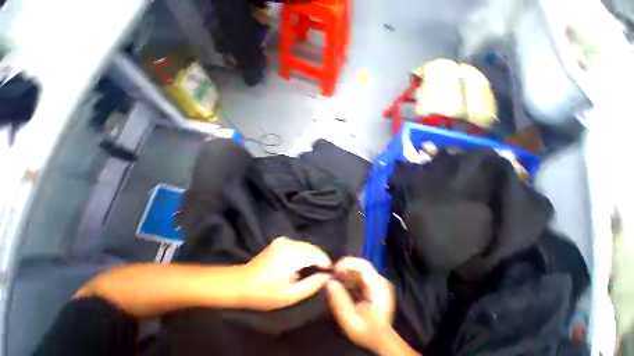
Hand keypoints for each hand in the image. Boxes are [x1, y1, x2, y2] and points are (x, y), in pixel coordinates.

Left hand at [240, 237, 331, 310]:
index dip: (325, 260)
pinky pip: (299, 244)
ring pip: (306, 244)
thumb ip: (311, 285)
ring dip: (312, 254)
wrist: (242, 282)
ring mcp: (283, 240)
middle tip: (324, 269)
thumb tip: (326, 276)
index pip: (314, 254)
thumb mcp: (290, 296)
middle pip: (311, 247)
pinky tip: (303, 261)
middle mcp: (288, 243)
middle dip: (320, 257)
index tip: (331, 270)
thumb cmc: (265, 293)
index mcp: (290, 256)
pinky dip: (305, 251)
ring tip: (316, 266)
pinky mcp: (280, 240)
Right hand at [326, 257, 394, 352]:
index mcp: (379, 288)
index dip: (348, 263)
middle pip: (361, 266)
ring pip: (360, 269)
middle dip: (345, 268)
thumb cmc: (367, 332)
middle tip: (333, 276)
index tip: (335, 269)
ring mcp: (378, 282)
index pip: (363, 266)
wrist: (381, 340)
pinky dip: (350, 277)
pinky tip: (343, 285)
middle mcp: (380, 281)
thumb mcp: (350, 321)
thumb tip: (329, 281)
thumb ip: (340, 301)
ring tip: (336, 281)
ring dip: (347, 272)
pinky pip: (360, 275)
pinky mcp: (374, 284)